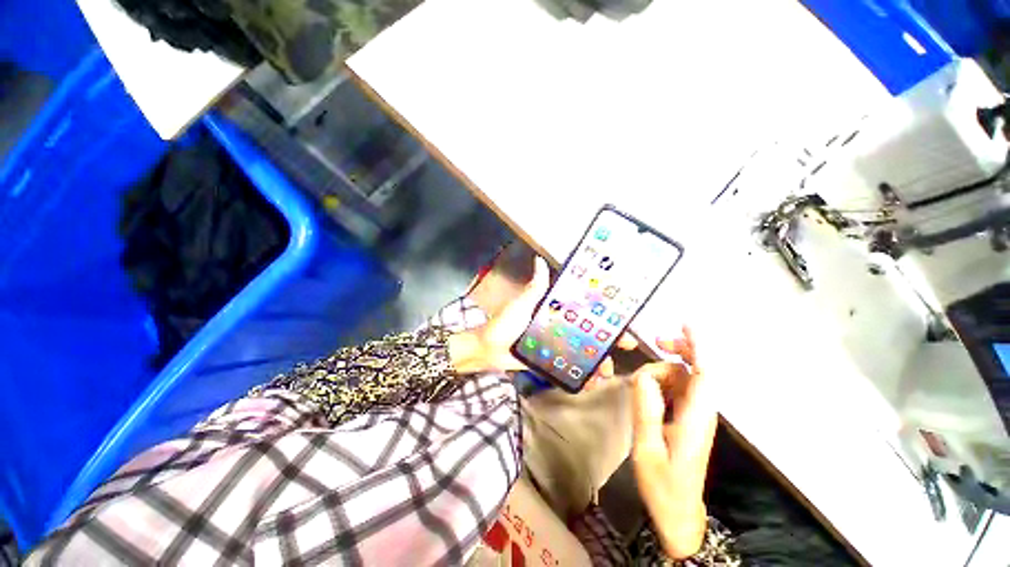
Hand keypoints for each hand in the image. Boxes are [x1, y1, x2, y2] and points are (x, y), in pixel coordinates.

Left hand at [450, 256, 635, 376]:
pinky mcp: (550, 362)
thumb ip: (535, 287)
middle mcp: (559, 328)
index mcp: (556, 313)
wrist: (488, 350)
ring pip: (582, 353)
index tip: (621, 324)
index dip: (603, 318)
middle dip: (606, 343)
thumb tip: (539, 260)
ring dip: (596, 362)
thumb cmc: (505, 324)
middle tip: (621, 351)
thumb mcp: (522, 304)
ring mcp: (556, 346)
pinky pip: (568, 368)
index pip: (584, 313)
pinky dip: (580, 376)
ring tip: (604, 374)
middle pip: (588, 334)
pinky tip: (589, 383)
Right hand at [631, 327, 716, 558]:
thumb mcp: (647, 449)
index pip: (705, 374)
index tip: (686, 324)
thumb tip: (643, 375)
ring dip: (667, 367)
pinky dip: (664, 380)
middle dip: (681, 349)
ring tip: (642, 377)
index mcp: (696, 419)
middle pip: (699, 369)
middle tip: (656, 341)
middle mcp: (702, 412)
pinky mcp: (689, 419)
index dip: (699, 346)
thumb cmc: (663, 486)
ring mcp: (697, 415)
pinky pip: (679, 389)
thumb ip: (646, 410)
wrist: (679, 514)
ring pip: (686, 377)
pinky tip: (649, 387)